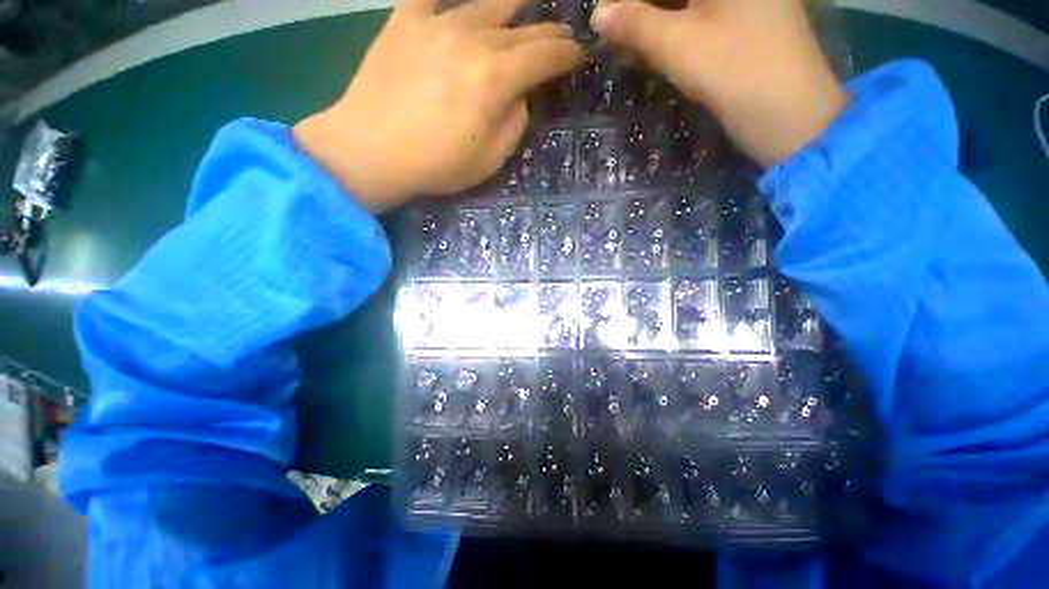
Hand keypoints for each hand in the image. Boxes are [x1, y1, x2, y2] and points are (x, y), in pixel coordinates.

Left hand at [295, 0, 582, 211]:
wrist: (370, 151)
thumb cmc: (436, 165)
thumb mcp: (490, 160)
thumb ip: (514, 123)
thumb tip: (519, 95)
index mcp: (495, 78)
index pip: (546, 55)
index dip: (568, 53)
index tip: (578, 55)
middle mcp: (472, 38)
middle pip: (524, 26)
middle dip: (549, 32)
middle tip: (559, 37)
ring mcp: (436, 22)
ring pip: (489, 2)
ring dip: (515, 8)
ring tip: (524, 12)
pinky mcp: (405, 18)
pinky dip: (455, 1)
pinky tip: (463, 11)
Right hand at [591, 0, 847, 166]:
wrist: (788, 114)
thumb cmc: (734, 70)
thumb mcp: (677, 45)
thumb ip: (634, 25)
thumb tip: (597, 14)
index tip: (606, 14)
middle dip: (640, 8)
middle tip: (611, 27)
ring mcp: (745, 0)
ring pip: (685, 4)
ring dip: (652, 19)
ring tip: (624, 41)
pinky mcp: (745, 20)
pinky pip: (699, 16)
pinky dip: (671, 29)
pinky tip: (648, 46)